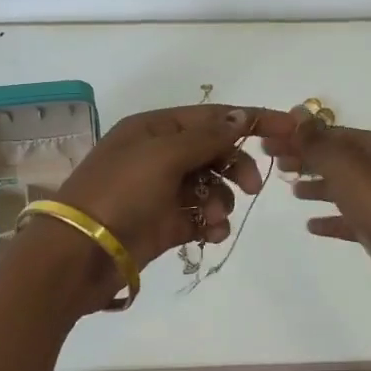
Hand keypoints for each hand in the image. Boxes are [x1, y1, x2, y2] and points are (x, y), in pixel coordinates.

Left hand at [15, 105, 271, 307]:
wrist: (79, 253)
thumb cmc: (120, 193)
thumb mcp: (163, 155)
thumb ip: (207, 137)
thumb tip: (241, 117)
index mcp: (154, 129)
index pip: (212, 117)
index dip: (251, 120)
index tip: (290, 128)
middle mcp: (158, 155)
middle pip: (214, 151)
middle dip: (236, 166)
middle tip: (253, 186)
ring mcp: (161, 192)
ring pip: (210, 187)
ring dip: (222, 200)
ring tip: (215, 220)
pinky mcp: (164, 225)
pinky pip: (200, 218)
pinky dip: (211, 225)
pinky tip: (211, 235)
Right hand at [259, 109, 370, 326]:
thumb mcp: (346, 167)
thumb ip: (317, 141)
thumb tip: (297, 110)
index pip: (330, 133)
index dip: (298, 135)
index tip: (267, 140)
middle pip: (335, 157)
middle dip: (304, 157)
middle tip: (272, 162)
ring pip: (342, 187)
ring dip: (316, 185)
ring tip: (290, 189)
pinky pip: (349, 219)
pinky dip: (330, 219)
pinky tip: (310, 225)